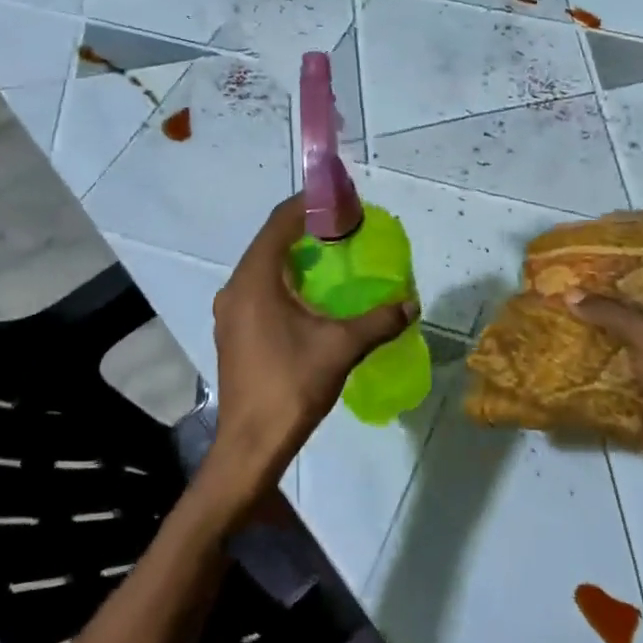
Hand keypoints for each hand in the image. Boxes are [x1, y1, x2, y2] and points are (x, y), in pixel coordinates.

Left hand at [204, 195, 417, 509]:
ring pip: (263, 266)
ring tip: (331, 254)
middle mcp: (236, 287)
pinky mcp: (234, 330)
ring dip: (294, 254)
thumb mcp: (341, 348)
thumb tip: (411, 303)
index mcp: (255, 280)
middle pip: (270, 241)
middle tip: (342, 225)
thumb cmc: (291, 385)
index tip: (339, 198)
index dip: (308, 204)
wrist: (250, 444)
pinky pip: (259, 288)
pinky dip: (285, 278)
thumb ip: (379, 321)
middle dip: (305, 227)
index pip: (280, 223)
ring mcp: (230, 311)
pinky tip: (311, 294)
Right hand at [567, 287, 642, 498]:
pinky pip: (615, 380)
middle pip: (636, 319)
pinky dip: (594, 373)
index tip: (588, 269)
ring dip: (596, 340)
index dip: (624, 277)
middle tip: (565, 295)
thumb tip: (569, 294)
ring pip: (622, 350)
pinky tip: (565, 360)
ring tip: (558, 322)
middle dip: (603, 309)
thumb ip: (609, 312)